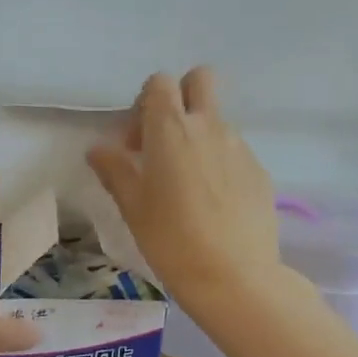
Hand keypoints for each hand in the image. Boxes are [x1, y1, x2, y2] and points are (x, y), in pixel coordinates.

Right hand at [87, 68, 280, 306]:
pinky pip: (234, 151)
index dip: (144, 103)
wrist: (236, 276)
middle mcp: (209, 126)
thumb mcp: (133, 207)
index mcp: (171, 129)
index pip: (160, 82)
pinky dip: (220, 163)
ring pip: (217, 120)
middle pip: (200, 79)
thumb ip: (115, 170)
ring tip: (188, 184)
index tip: (136, 142)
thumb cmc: (172, 240)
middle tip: (166, 139)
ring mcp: (239, 146)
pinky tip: (213, 204)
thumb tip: (98, 149)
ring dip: (199, 135)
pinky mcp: (259, 170)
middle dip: (182, 96)